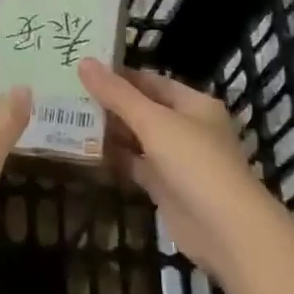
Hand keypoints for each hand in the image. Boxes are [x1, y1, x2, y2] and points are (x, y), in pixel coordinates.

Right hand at [79, 60, 280, 279]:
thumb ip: (117, 94)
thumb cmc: (195, 162)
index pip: (150, 81)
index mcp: (193, 104)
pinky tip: (86, 151)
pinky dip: (115, 158)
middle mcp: (186, 127)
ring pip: (137, 137)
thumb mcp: (154, 122)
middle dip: (109, 103)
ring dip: (109, 131)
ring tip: (68, 118)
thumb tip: (84, 62)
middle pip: (142, 108)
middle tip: (67, 93)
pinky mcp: (165, 187)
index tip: (82, 68)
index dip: (118, 75)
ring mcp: (176, 159)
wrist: (226, 230)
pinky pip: (135, 165)